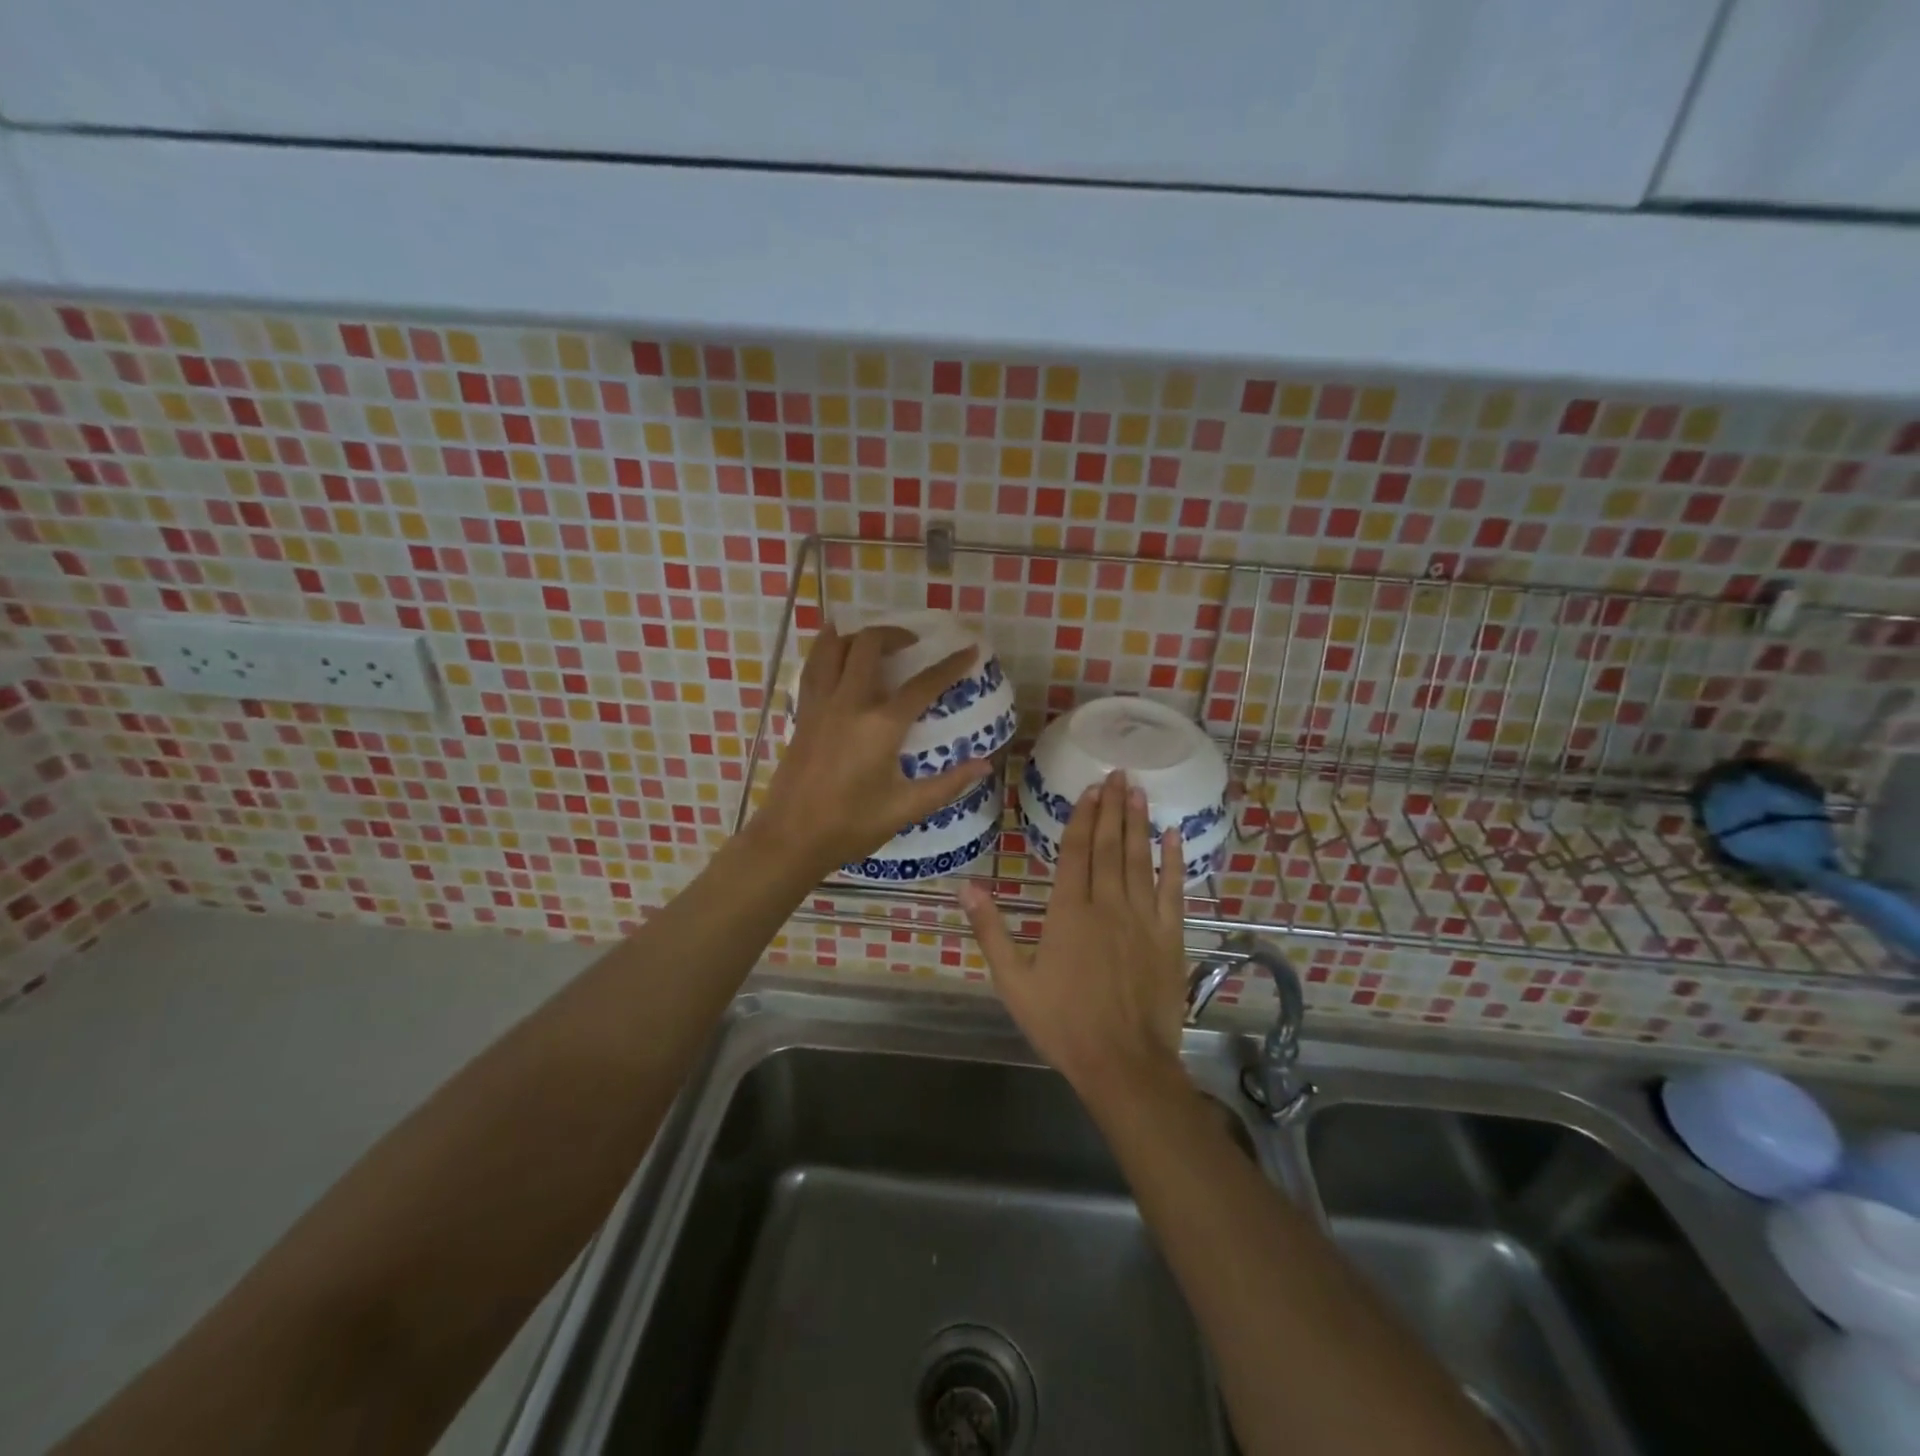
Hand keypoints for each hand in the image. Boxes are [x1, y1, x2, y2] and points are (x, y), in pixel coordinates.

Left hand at [752, 622, 991, 878]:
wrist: (790, 839)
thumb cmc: (851, 826)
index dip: (950, 665)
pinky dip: (826, 650)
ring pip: (832, 647)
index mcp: (881, 726)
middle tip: (912, 643)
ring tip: (873, 640)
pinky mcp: (802, 714)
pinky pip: (813, 667)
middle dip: (895, 634)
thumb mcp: (906, 808)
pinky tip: (833, 651)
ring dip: (856, 635)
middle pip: (869, 646)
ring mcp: (820, 705)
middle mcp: (849, 704)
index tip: (969, 649)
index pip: (923, 684)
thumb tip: (985, 764)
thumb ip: (948, 784)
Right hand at [960, 771, 1188, 1101]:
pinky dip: (1174, 861)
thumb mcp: (1013, 981)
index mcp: (1068, 912)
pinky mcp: (1170, 937)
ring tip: (1138, 791)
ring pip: (1140, 860)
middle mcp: (1107, 905)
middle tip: (1118, 773)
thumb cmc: (1062, 1023)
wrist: (1123, 1063)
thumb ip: (990, 930)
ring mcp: (1143, 919)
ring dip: (1138, 823)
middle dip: (1112, 808)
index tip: (1090, 789)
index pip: (1076, 852)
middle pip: (1110, 846)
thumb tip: (966, 885)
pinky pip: (1174, 890)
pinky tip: (1175, 836)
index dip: (1083, 818)